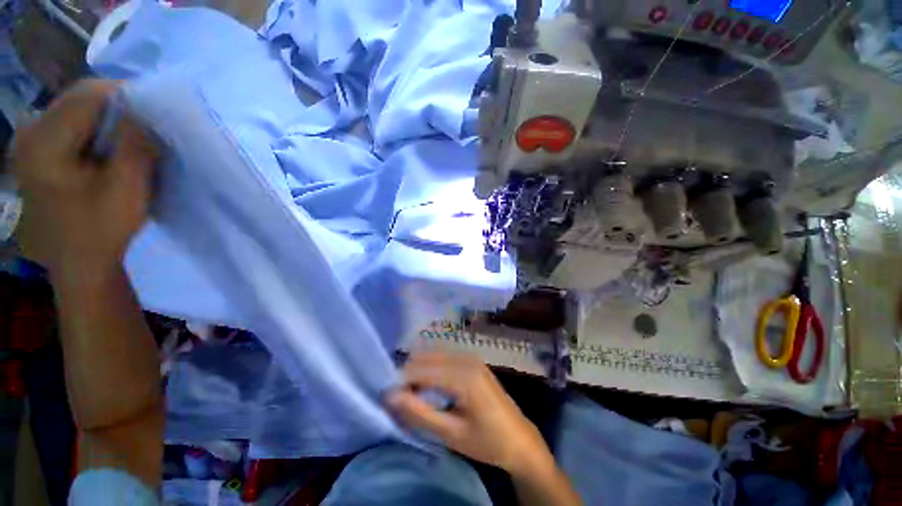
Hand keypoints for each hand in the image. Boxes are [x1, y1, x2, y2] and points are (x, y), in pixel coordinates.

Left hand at [9, 80, 155, 278]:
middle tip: (146, 125)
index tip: (156, 111)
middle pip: (78, 97)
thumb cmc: (102, 230)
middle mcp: (30, 132)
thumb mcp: (127, 188)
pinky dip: (93, 129)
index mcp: (44, 141)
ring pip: (75, 108)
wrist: (78, 264)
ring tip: (129, 137)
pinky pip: (68, 124)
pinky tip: (107, 147)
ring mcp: (29, 141)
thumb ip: (135, 145)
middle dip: (117, 106)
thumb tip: (146, 111)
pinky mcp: (36, 151)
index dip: (126, 95)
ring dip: (106, 118)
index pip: (89, 94)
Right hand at [388, 352, 550, 474]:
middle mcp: (466, 359)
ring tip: (412, 394)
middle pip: (427, 358)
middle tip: (399, 399)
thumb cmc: (487, 441)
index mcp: (463, 375)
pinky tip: (429, 385)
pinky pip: (445, 358)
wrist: (520, 440)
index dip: (401, 382)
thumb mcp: (451, 434)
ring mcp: (471, 357)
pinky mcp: (473, 361)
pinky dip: (432, 368)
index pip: (421, 370)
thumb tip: (391, 397)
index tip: (387, 398)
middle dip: (409, 375)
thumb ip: (420, 413)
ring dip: (419, 371)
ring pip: (434, 355)